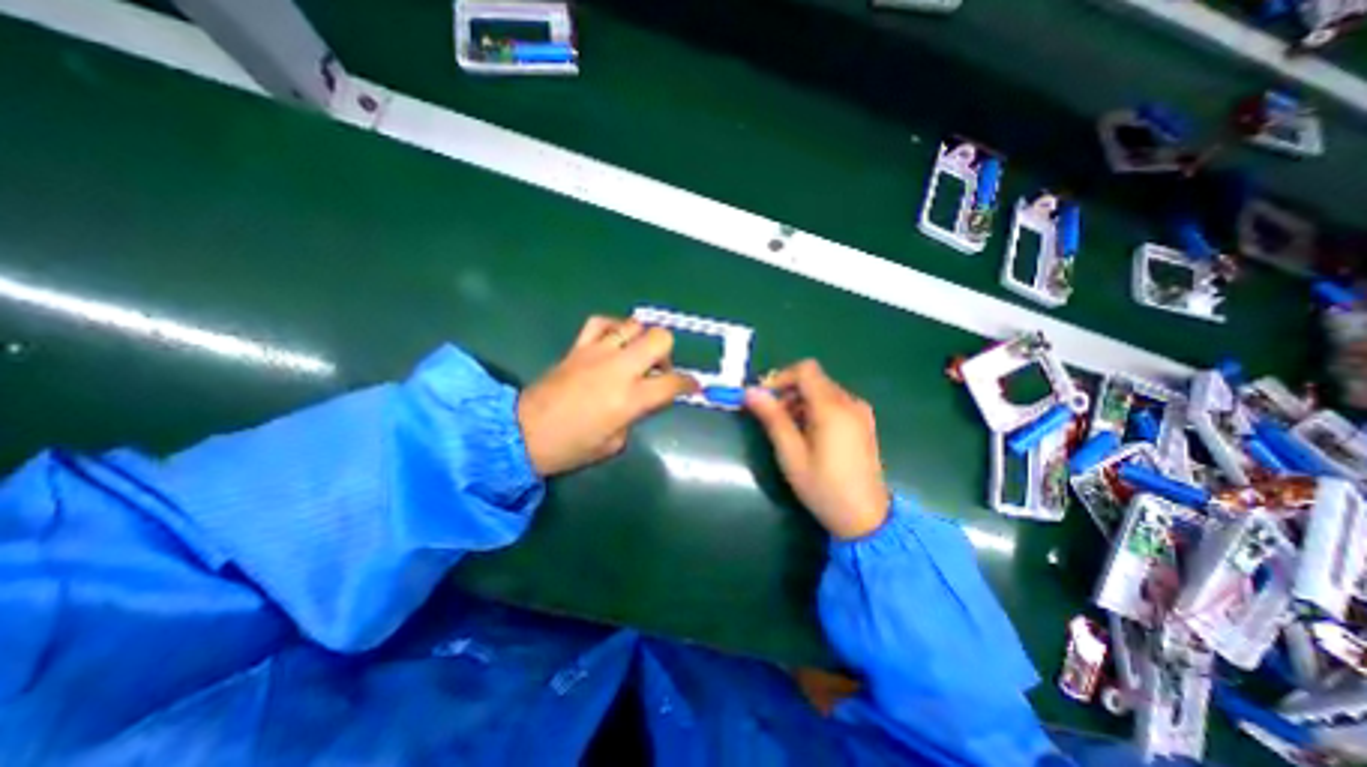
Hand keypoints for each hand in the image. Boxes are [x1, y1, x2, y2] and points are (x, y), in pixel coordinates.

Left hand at [517, 315, 699, 472]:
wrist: (523, 433)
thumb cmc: (571, 447)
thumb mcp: (614, 442)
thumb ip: (635, 415)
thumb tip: (643, 399)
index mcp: (630, 399)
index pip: (672, 383)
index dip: (689, 384)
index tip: (692, 386)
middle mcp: (619, 369)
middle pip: (660, 339)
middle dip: (667, 353)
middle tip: (658, 370)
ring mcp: (597, 353)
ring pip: (634, 325)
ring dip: (642, 339)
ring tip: (635, 356)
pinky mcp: (578, 347)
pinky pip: (601, 323)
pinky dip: (613, 328)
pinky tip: (613, 341)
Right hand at [744, 362, 893, 537]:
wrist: (866, 518)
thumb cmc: (823, 487)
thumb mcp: (791, 454)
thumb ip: (772, 418)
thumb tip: (750, 392)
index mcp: (833, 408)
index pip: (805, 370)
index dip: (781, 377)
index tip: (765, 398)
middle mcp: (850, 402)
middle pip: (814, 379)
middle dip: (788, 391)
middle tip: (771, 417)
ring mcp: (860, 412)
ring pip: (823, 391)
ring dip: (800, 401)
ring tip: (787, 429)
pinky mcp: (863, 423)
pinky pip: (835, 403)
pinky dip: (815, 409)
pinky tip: (808, 434)